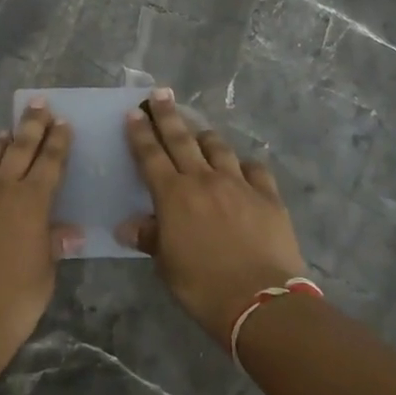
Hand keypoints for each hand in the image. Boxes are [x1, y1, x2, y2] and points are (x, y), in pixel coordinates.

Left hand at [0, 99, 79, 358]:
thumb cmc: (16, 298)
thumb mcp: (45, 271)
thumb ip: (53, 244)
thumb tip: (70, 232)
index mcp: (32, 201)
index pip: (50, 161)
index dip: (58, 140)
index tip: (62, 122)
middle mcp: (0, 189)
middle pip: (19, 148)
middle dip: (31, 125)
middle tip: (38, 104)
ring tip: (4, 133)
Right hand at [117, 90, 307, 342]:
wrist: (260, 301)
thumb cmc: (203, 287)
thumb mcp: (167, 266)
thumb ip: (150, 239)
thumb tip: (127, 227)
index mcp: (173, 195)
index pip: (151, 155)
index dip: (140, 133)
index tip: (134, 112)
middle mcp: (204, 180)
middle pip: (181, 139)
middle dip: (168, 115)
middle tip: (161, 94)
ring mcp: (239, 184)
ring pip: (218, 148)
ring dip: (205, 136)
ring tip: (198, 131)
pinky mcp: (268, 195)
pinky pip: (254, 169)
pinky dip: (244, 165)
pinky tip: (242, 167)